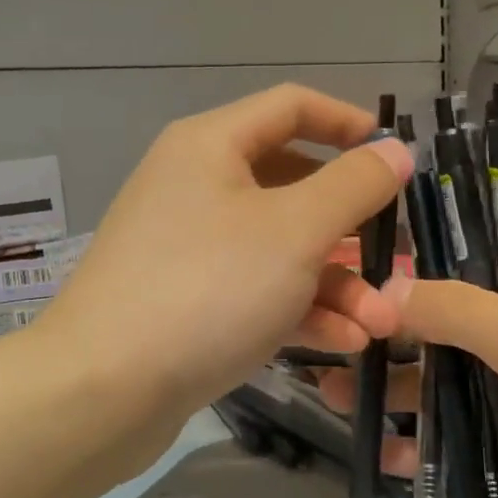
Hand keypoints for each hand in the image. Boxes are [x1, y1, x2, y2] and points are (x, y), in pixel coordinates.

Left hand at [37, 84, 415, 429]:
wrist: (103, 390)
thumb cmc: (208, 289)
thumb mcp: (295, 231)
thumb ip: (354, 185)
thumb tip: (395, 150)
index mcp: (211, 146)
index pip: (291, 107)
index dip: (348, 123)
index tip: (393, 156)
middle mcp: (196, 186)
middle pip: (292, 186)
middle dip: (351, 227)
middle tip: (395, 258)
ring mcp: (189, 247)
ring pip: (279, 248)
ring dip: (335, 283)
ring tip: (380, 324)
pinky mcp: (188, 301)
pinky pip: (255, 290)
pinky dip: (299, 310)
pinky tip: (343, 344)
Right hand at [318, 235, 497, 497]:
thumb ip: (454, 308)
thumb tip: (383, 288)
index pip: (469, 243)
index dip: (410, 248)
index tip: (346, 258)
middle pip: (447, 316)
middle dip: (386, 327)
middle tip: (324, 334)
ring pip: (448, 378)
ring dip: (394, 386)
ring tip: (329, 393)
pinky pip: (462, 436)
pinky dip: (422, 442)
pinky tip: (376, 450)